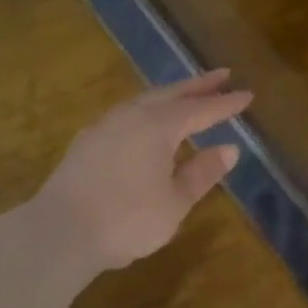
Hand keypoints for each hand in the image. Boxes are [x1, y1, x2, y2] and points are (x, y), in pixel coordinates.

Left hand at [35, 70, 251, 276]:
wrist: (59, 232)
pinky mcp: (87, 141)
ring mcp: (105, 126)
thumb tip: (230, 149)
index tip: (248, 95)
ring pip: (144, 100)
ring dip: (170, 95)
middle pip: (171, 94)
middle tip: (222, 76)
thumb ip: (202, 173)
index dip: (226, 103)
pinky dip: (147, 110)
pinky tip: (146, 122)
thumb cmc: (127, 219)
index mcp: (158, 126)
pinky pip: (126, 114)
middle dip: (198, 86)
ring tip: (186, 95)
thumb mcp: (175, 202)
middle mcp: (131, 116)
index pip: (201, 110)